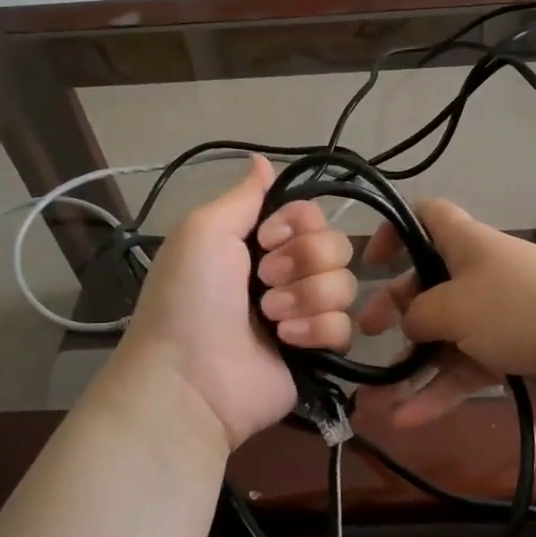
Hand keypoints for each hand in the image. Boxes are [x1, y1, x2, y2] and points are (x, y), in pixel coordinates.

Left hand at [120, 155, 356, 449]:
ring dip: (305, 298)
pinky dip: (315, 331)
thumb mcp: (204, 231)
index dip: (298, 224)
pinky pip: (345, 327)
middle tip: (263, 282)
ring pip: (344, 285)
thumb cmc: (190, 297)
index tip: (266, 239)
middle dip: (303, 262)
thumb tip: (262, 159)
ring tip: (270, 318)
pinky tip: (286, 342)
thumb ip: (243, 196)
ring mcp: (304, 315)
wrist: (190, 377)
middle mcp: (286, 274)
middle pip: (336, 246)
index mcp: (259, 244)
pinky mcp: (319, 352)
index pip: (312, 215)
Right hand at [358, 199, 535, 427]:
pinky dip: (439, 391)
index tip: (370, 262)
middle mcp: (478, 273)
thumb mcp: (453, 306)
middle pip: (427, 283)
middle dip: (395, 308)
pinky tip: (408, 420)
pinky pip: (465, 368)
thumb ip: (418, 314)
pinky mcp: (512, 352)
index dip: (395, 229)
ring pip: (444, 335)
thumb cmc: (518, 308)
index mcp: (465, 242)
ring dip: (412, 366)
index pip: (426, 216)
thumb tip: (409, 325)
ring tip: (378, 401)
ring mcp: (496, 315)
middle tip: (366, 333)